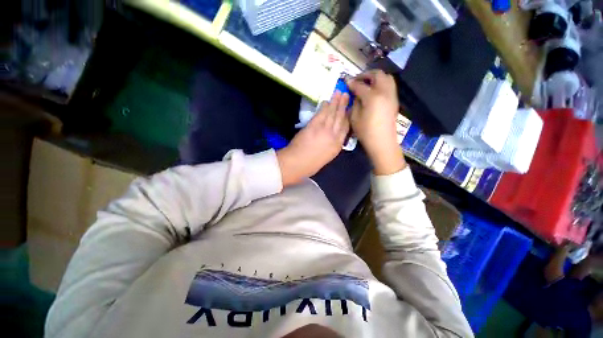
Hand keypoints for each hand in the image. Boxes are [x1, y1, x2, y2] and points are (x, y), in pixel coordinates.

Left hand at [277, 92, 349, 186]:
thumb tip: (333, 137)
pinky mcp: (314, 125)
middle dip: (344, 106)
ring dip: (336, 102)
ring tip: (339, 93)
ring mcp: (324, 129)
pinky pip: (321, 114)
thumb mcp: (326, 157)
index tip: (350, 109)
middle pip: (341, 118)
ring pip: (332, 114)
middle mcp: (334, 136)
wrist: (297, 164)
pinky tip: (327, 101)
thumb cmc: (310, 165)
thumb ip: (331, 146)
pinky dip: (324, 107)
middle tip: (346, 95)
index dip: (348, 117)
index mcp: (337, 146)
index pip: (346, 129)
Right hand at [347, 70, 405, 174]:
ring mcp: (392, 95)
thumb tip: (356, 94)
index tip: (346, 80)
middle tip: (357, 80)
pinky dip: (382, 83)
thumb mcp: (354, 118)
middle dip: (366, 74)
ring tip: (367, 83)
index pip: (360, 85)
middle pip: (377, 75)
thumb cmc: (366, 132)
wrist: (382, 142)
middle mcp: (384, 92)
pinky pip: (390, 85)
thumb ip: (355, 102)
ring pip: (387, 77)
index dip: (352, 82)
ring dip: (376, 77)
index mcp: (372, 97)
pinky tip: (374, 91)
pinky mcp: (394, 101)